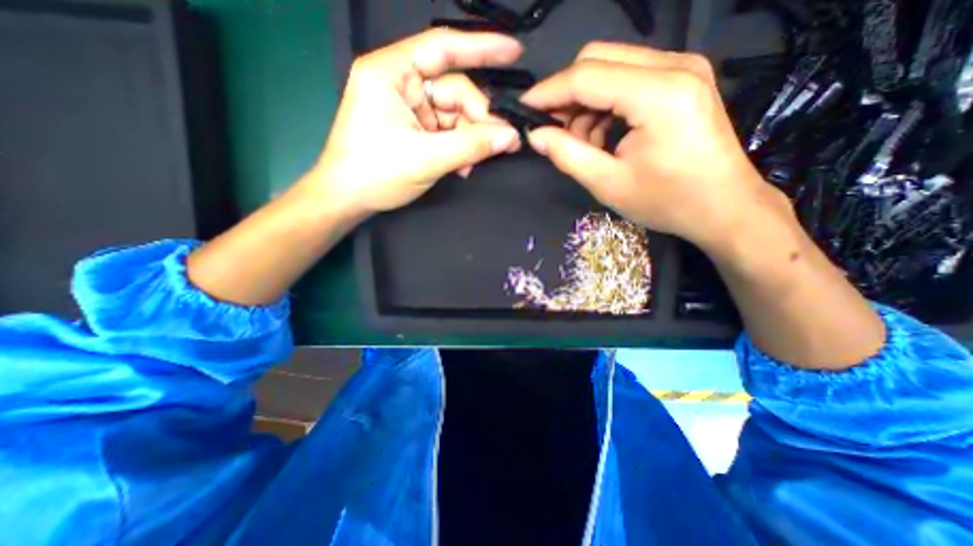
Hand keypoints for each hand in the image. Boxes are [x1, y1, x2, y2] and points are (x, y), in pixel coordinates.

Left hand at [309, 28, 524, 215]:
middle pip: (454, 91)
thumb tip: (511, 137)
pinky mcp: (414, 129)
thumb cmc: (376, 174)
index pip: (443, 48)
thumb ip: (470, 146)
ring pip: (454, 115)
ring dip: (469, 140)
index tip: (514, 53)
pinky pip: (446, 132)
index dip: (482, 48)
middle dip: (478, 119)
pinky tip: (463, 166)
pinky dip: (459, 148)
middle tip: (501, 143)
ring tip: (473, 163)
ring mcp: (408, 108)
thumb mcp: (426, 159)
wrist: (348, 199)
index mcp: (392, 74)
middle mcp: (401, 84)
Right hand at [522, 43, 784, 246]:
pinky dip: (606, 105)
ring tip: (586, 144)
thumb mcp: (608, 184)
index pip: (586, 76)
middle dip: (567, 95)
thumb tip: (536, 135)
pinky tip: (605, 136)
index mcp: (658, 94)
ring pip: (611, 67)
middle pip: (598, 59)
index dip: (548, 92)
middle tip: (556, 132)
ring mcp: (682, 69)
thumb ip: (568, 155)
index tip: (524, 109)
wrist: (724, 207)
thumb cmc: (668, 201)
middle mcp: (674, 66)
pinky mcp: (682, 80)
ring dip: (587, 104)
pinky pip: (628, 79)